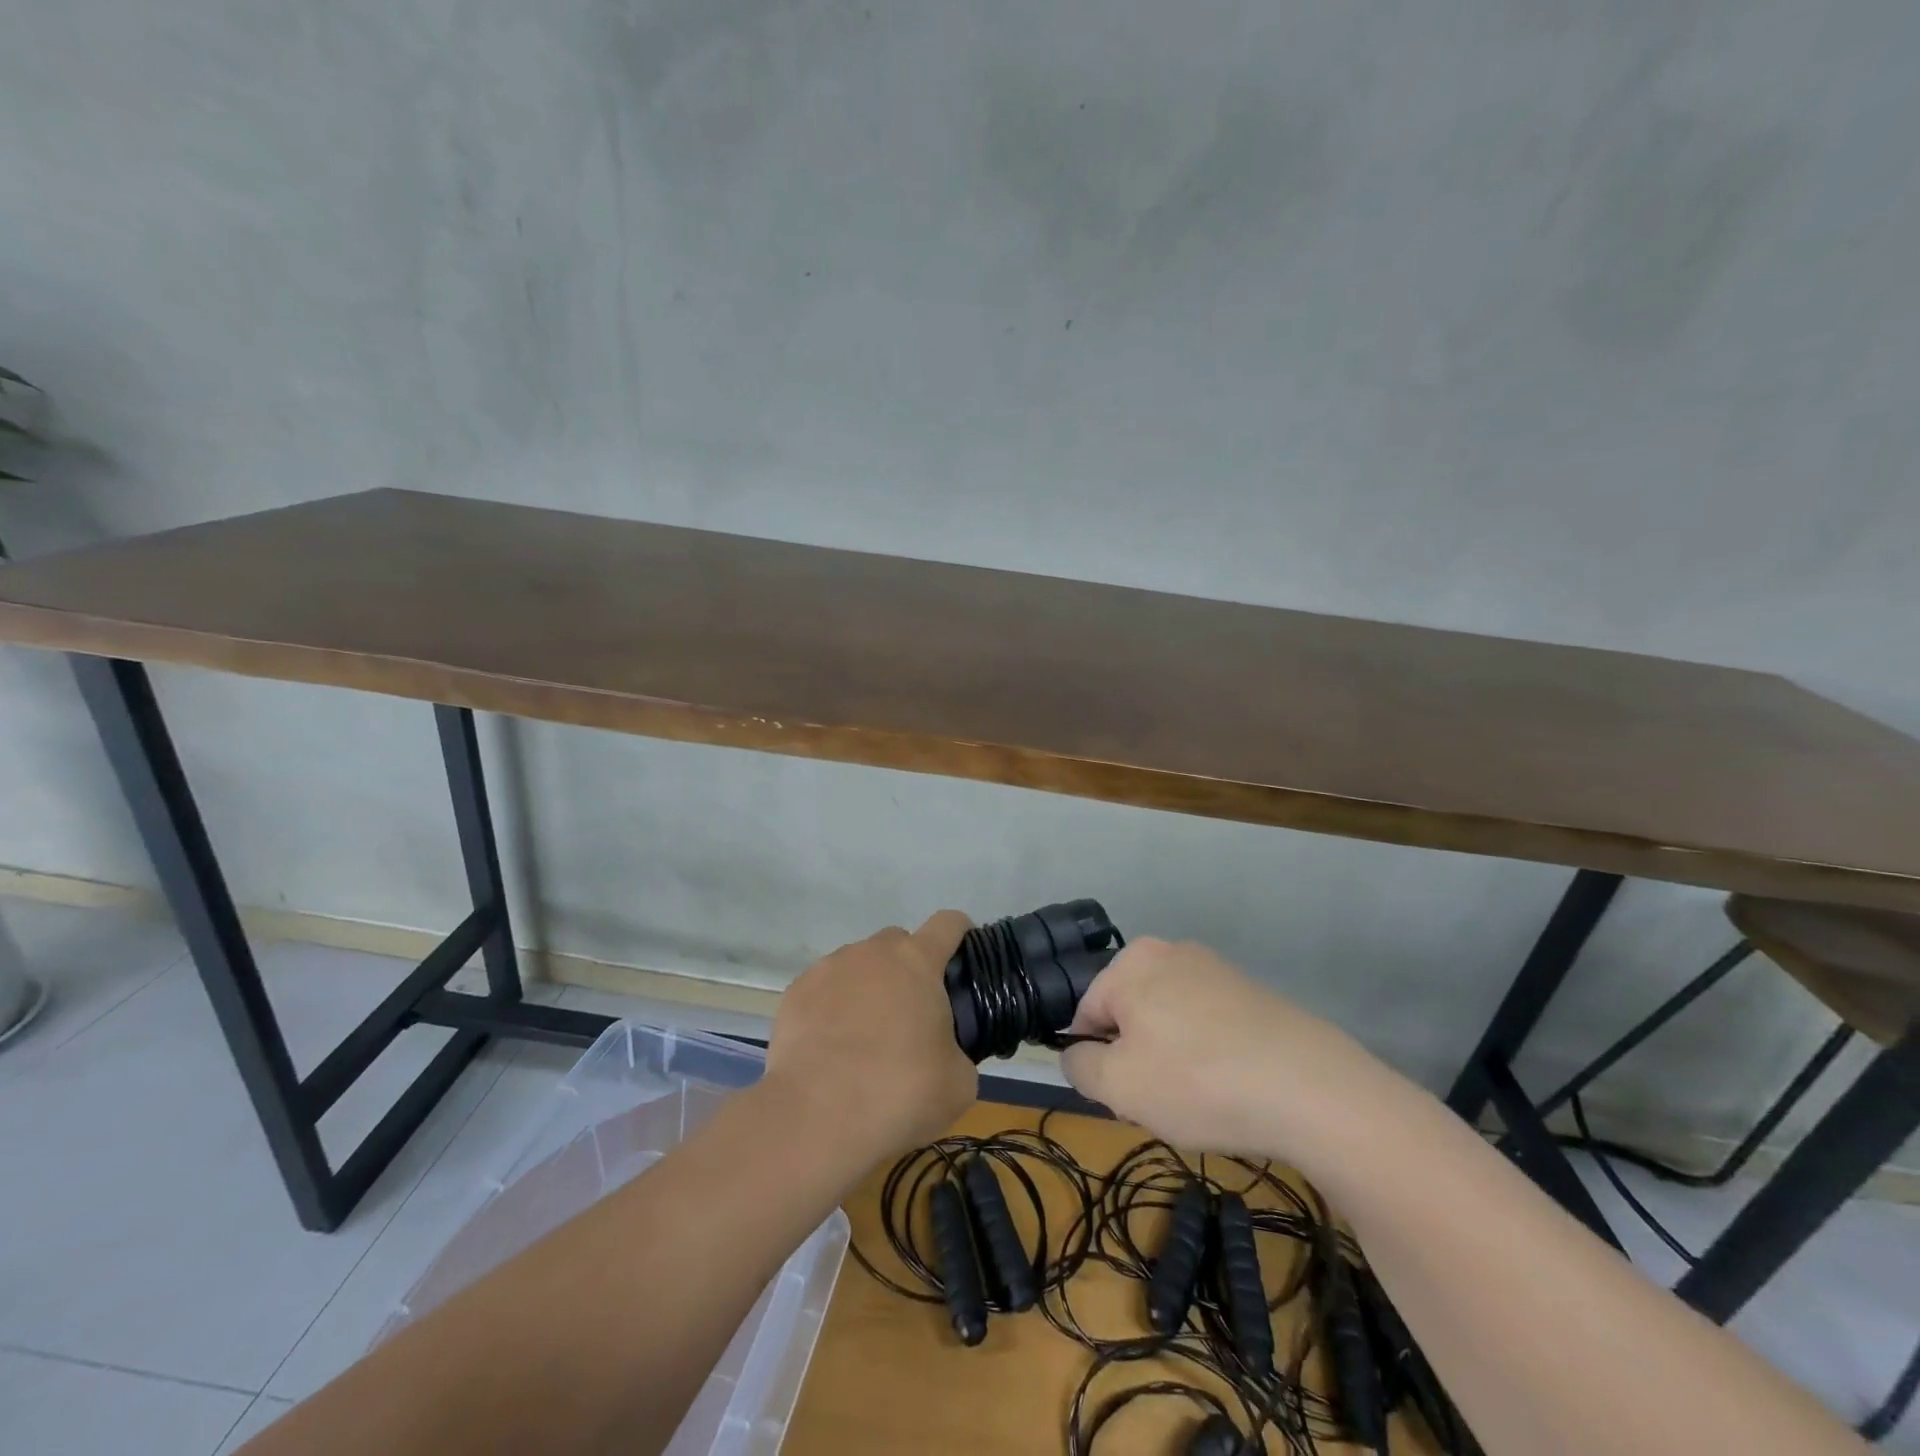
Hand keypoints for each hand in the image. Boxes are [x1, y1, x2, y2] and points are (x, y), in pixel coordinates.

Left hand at [764, 912, 977, 1157]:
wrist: (817, 1115)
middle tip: (912, 1013)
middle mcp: (872, 953)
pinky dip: (832, 1007)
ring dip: (868, 987)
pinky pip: (824, 989)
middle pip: (898, 943)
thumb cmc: (900, 1090)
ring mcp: (829, 968)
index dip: (959, 933)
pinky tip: (831, 1046)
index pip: (947, 923)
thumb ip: (957, 1052)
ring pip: (858, 965)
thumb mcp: (958, 1082)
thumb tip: (945, 1054)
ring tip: (864, 1035)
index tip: (962, 954)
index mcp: (917, 961)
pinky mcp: (795, 993)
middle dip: (908, 967)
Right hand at [1059, 938, 1389, 1160]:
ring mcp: (1217, 970)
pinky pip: (1208, 1026)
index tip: (1124, 1096)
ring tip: (1200, 1099)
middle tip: (1160, 1099)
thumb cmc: (1198, 1081)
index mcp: (1132, 962)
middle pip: (1130, 1014)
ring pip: (1169, 1022)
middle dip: (1136, 1058)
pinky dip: (1209, 1056)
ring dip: (1172, 1059)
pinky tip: (1231, 1089)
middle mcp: (1171, 951)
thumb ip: (1079, 1065)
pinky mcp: (1253, 994)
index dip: (1097, 1060)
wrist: (1312, 1090)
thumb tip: (1077, 1053)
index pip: (1087, 1013)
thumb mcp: (1118, 1086)